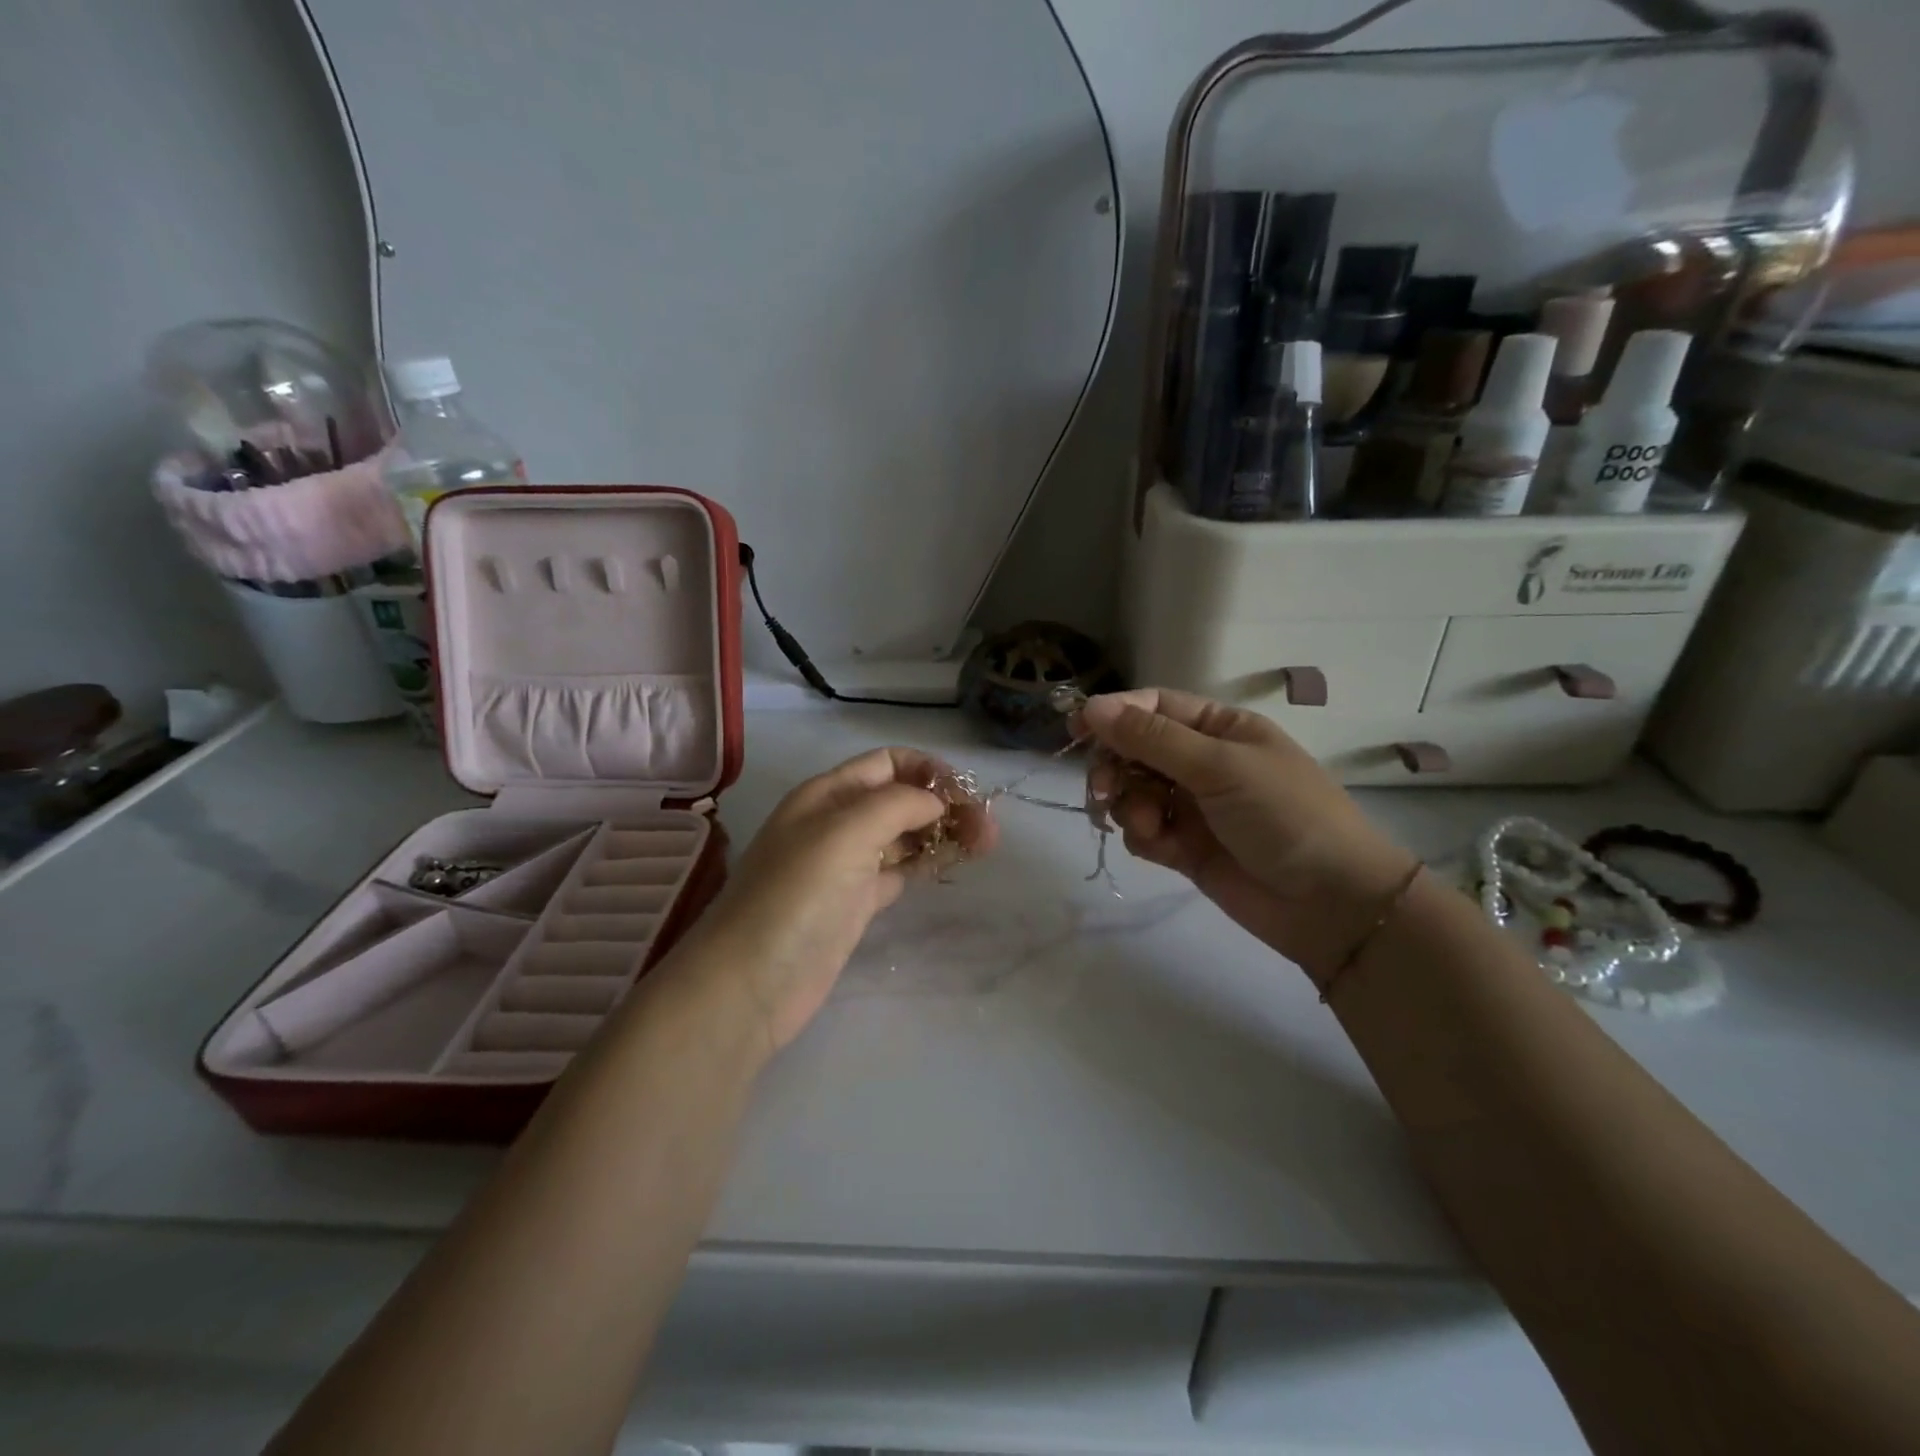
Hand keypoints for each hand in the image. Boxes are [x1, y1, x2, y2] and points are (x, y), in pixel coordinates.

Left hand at [676, 747, 996, 1054]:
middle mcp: (837, 822)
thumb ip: (896, 805)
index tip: (966, 795)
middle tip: (989, 831)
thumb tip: (936, 803)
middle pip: (902, 798)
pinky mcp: (856, 903)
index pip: (888, 763)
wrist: (751, 984)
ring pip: (905, 835)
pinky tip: (952, 866)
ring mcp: (847, 865)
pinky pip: (900, 870)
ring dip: (943, 833)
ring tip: (985, 846)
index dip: (929, 771)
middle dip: (945, 804)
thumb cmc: (795, 897)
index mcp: (829, 794)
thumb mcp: (844, 833)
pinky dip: (927, 863)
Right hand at [1078, 689, 1414, 981]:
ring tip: (1149, 824)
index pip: (1153, 707)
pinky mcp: (1185, 847)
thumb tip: (1091, 706)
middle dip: (1114, 766)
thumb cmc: (1284, 815)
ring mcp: (1192, 806)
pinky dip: (1142, 835)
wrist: (1330, 904)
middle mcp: (1201, 762)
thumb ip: (1152, 739)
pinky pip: (1143, 830)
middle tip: (1103, 788)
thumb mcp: (1219, 766)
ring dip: (1128, 805)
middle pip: (1133, 750)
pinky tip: (1159, 846)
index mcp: (1219, 728)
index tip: (1075, 727)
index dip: (1113, 713)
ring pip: (1132, 792)